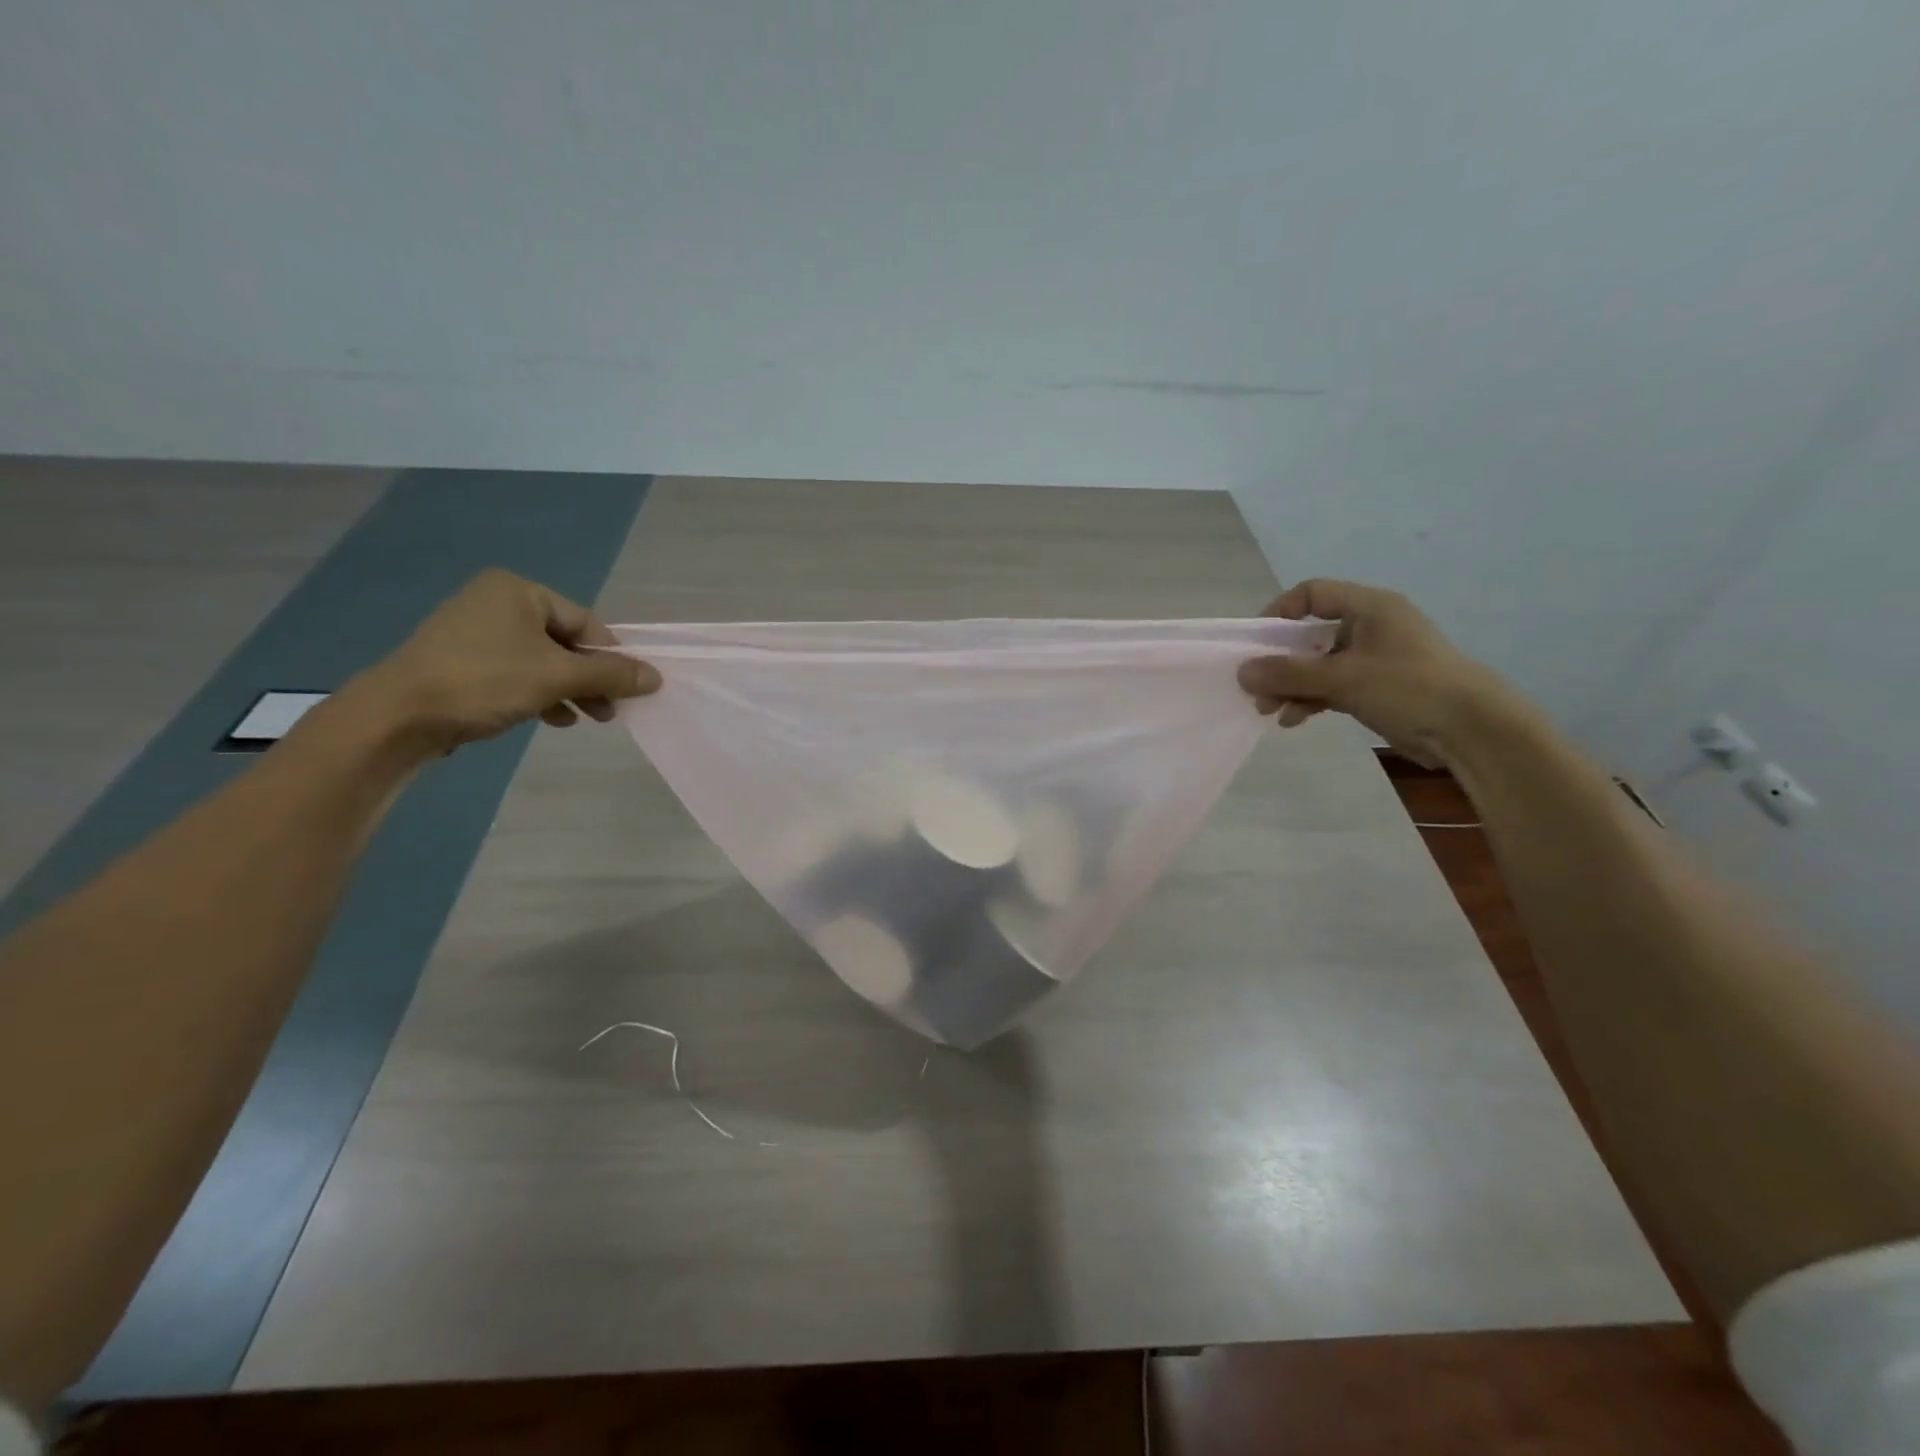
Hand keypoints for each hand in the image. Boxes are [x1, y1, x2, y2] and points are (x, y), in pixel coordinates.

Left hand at [347, 568, 660, 755]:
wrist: (397, 717)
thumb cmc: (484, 681)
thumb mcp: (558, 676)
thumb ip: (611, 674)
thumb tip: (656, 677)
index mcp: (519, 591)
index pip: (585, 623)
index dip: (611, 658)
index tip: (628, 690)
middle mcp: (496, 603)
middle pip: (565, 643)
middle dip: (591, 678)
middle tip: (610, 711)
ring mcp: (475, 633)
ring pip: (542, 661)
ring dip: (569, 690)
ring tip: (586, 718)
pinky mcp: (461, 662)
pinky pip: (516, 673)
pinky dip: (540, 694)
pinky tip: (553, 718)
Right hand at [1236, 579, 1506, 767]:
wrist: (1470, 730)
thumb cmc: (1408, 687)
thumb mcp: (1343, 678)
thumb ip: (1289, 674)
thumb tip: (1242, 672)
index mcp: (1369, 608)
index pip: (1312, 594)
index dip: (1280, 612)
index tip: (1257, 642)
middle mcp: (1369, 627)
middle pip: (1309, 635)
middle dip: (1280, 662)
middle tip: (1255, 687)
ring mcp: (1372, 659)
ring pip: (1317, 666)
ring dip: (1290, 686)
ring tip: (1269, 711)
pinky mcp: (1375, 689)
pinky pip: (1331, 687)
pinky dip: (1310, 700)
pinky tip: (1293, 720)